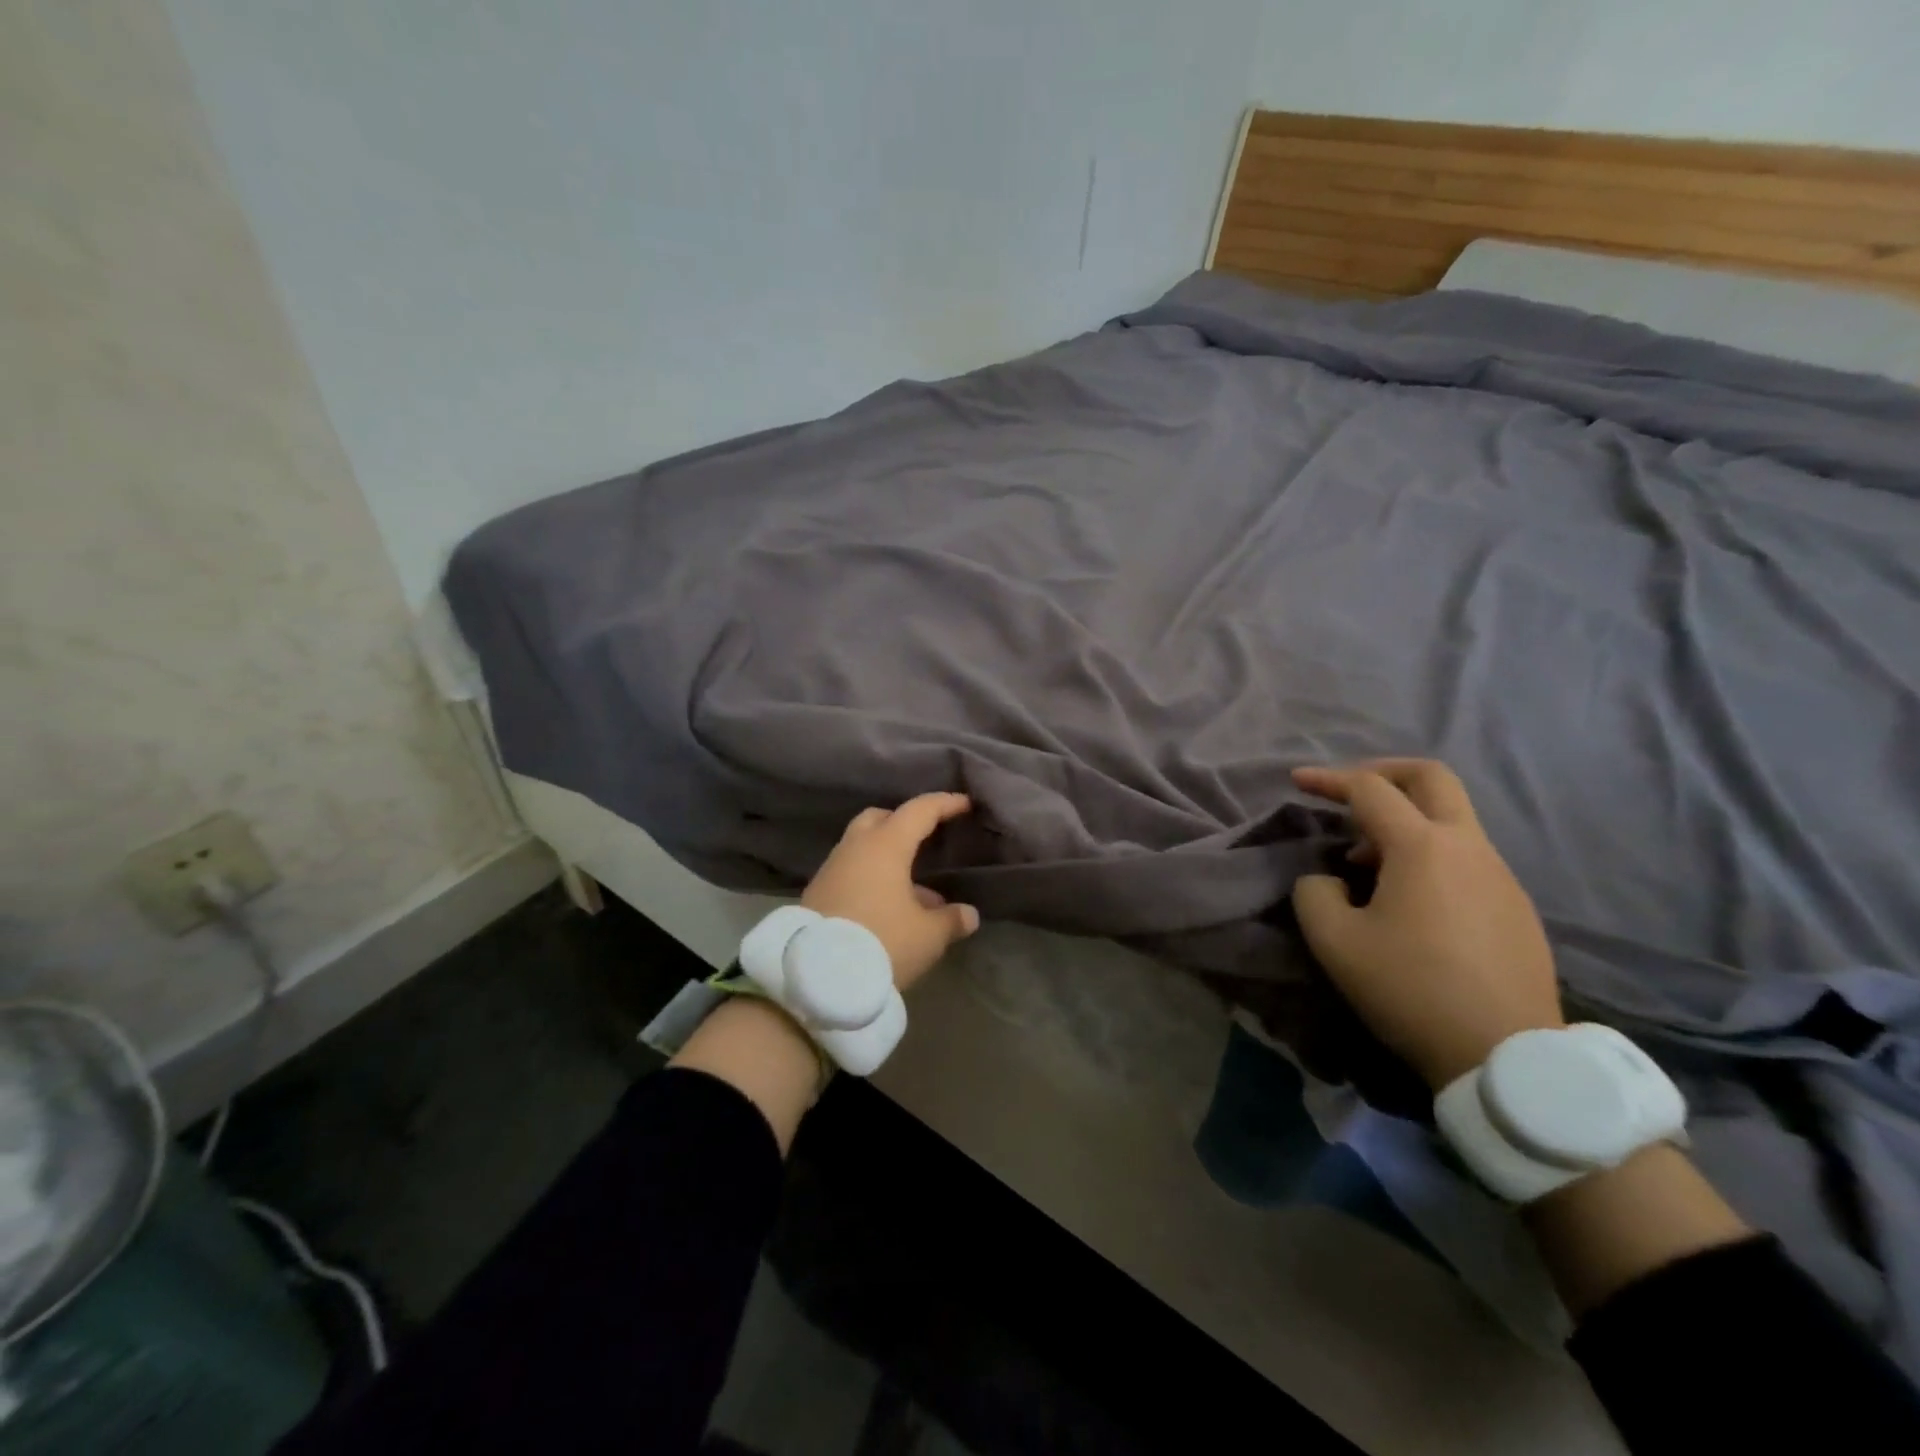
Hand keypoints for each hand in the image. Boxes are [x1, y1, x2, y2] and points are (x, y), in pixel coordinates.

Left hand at [802, 792, 980, 991]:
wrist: (816, 978)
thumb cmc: (882, 942)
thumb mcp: (927, 936)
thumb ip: (950, 920)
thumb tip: (968, 914)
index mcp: (886, 845)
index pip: (919, 811)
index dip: (944, 804)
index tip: (964, 804)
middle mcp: (855, 848)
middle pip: (879, 818)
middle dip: (903, 822)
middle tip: (924, 835)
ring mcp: (831, 869)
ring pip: (861, 847)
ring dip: (886, 857)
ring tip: (913, 887)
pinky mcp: (817, 893)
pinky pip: (850, 871)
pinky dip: (870, 876)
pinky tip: (886, 906)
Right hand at [1289, 760, 1562, 1090]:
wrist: (1507, 1056)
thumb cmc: (1411, 989)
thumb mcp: (1334, 942)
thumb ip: (1314, 893)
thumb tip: (1328, 879)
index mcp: (1422, 847)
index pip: (1369, 789)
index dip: (1328, 779)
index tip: (1297, 781)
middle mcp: (1467, 847)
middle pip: (1431, 778)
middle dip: (1382, 772)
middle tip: (1348, 791)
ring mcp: (1500, 875)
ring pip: (1450, 820)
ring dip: (1403, 823)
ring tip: (1364, 864)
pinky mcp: (1516, 906)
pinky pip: (1465, 857)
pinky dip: (1427, 855)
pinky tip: (1407, 900)